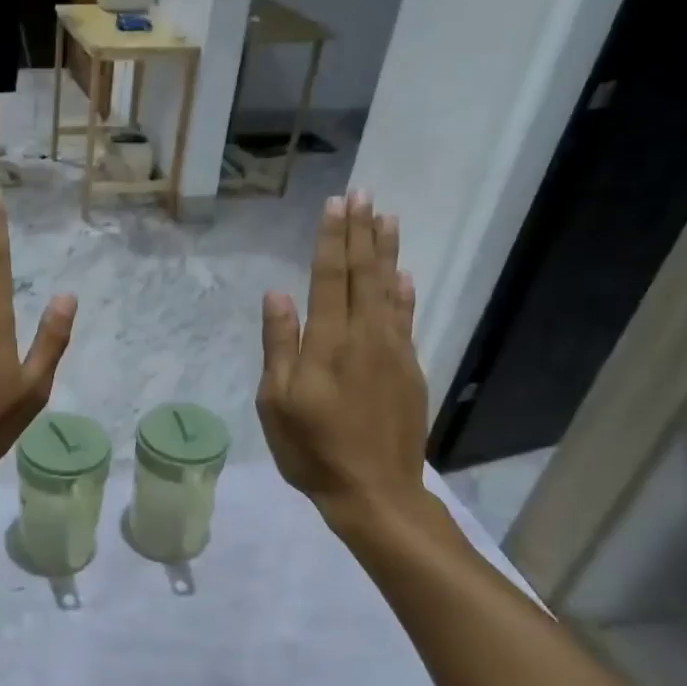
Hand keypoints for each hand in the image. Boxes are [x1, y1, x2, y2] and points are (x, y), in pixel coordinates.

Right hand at [257, 192, 429, 541]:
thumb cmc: (312, 450)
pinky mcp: (409, 370)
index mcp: (329, 343)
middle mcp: (365, 336)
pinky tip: (405, 275)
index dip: (332, 240)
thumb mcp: (277, 403)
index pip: (330, 278)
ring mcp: (393, 352)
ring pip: (390, 290)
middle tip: (364, 194)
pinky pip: (406, 318)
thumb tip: (278, 295)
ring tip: (387, 218)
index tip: (336, 204)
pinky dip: (405, 292)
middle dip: (361, 233)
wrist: (374, 491)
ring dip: (387, 252)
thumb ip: (280, 346)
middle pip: (364, 275)